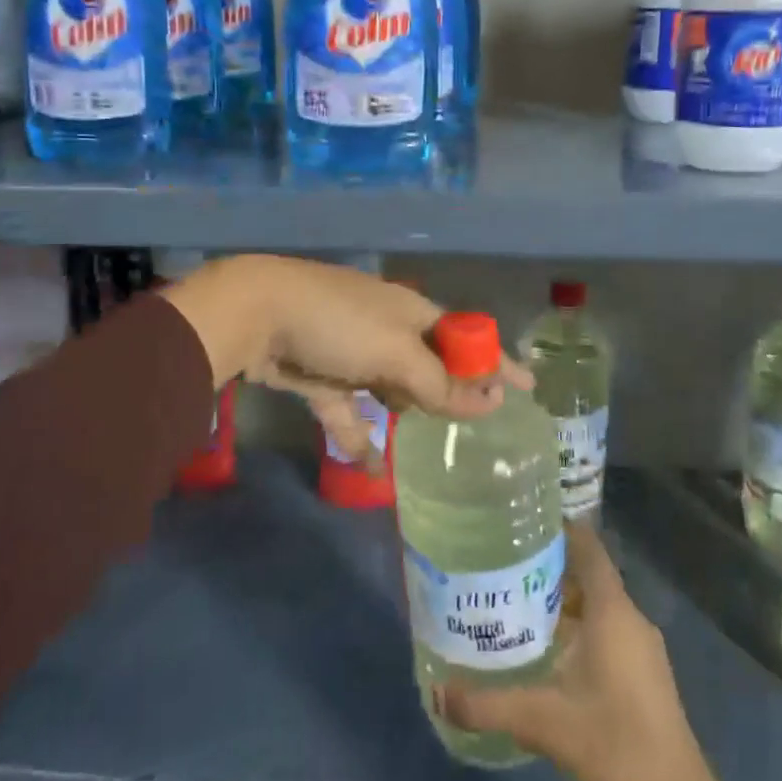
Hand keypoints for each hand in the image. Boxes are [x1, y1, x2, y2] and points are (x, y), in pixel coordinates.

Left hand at [160, 255, 529, 458]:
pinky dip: (358, 437)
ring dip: (406, 410)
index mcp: (411, 312)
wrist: (255, 314)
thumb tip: (489, 403)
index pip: (465, 337)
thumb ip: (439, 383)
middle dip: (450, 391)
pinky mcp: (320, 377)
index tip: (526, 388)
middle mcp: (386, 329)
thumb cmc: (338, 323)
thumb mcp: (396, 352)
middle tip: (475, 421)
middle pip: (429, 365)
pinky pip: (347, 412)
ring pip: (390, 387)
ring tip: (428, 440)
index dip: (495, 361)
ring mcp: (351, 352)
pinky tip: (371, 468)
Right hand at [434, 523, 745, 780]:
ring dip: (560, 601)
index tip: (519, 519)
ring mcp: (640, 649)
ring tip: (513, 600)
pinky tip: (543, 648)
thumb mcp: (543, 722)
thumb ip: (488, 705)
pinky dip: (575, 628)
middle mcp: (630, 619)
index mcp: (613, 611)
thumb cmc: (614, 747)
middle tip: (501, 562)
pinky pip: (605, 632)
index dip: (558, 527)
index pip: (587, 547)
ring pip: (596, 606)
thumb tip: (436, 693)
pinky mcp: (643, 676)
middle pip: (588, 574)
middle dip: (547, 566)